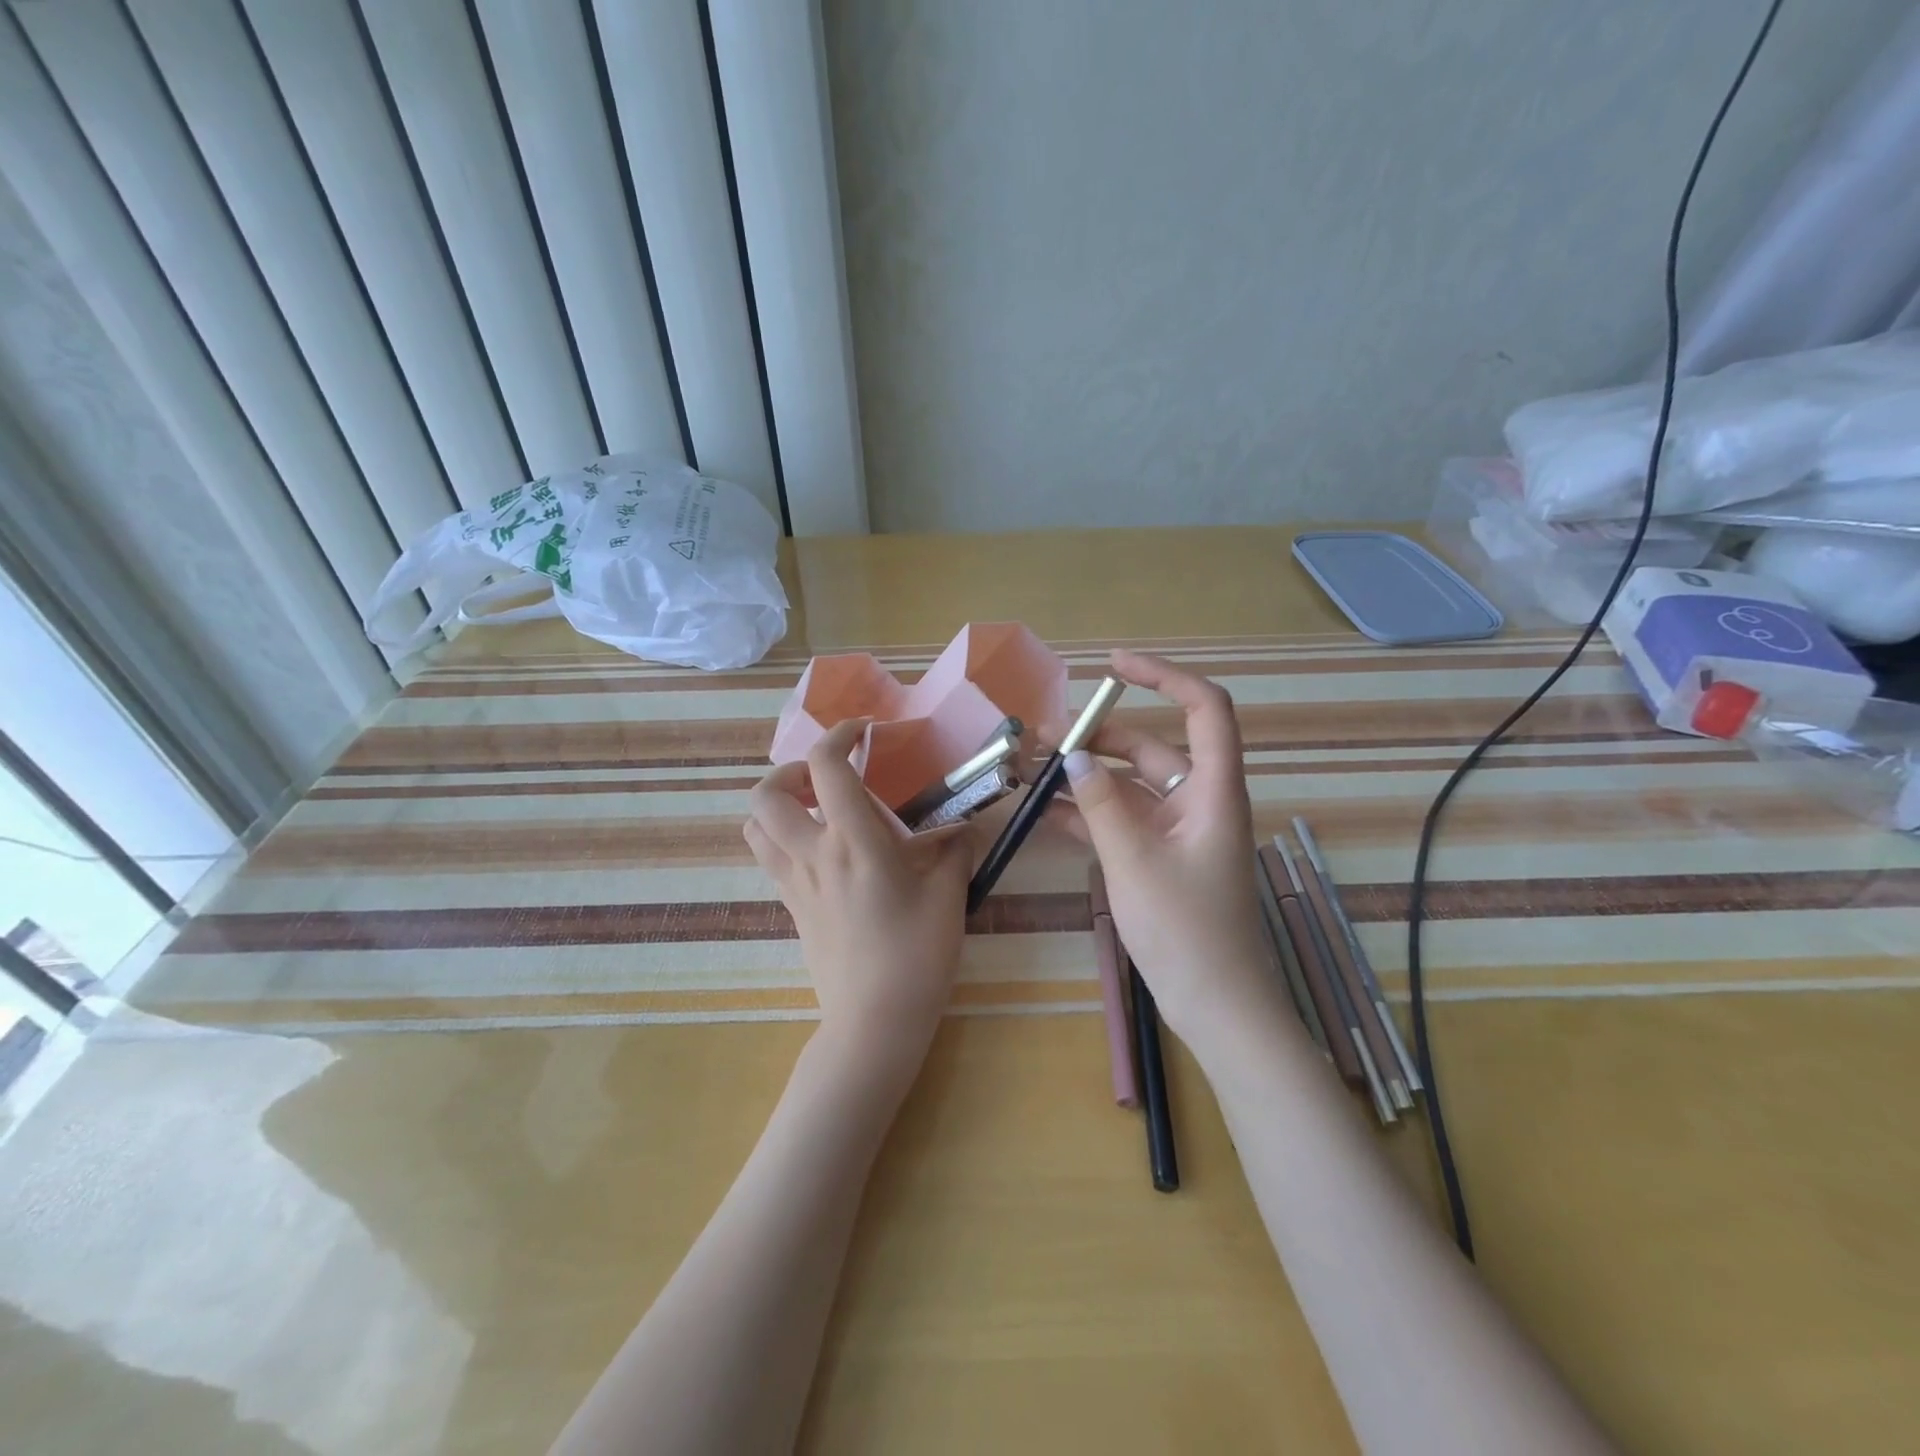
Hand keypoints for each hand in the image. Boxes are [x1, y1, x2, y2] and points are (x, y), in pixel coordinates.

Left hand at [745, 719, 975, 1070]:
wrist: (875, 1020)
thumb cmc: (917, 955)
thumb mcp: (948, 896)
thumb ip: (954, 850)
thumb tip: (961, 829)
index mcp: (853, 842)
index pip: (826, 767)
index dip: (839, 736)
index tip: (862, 733)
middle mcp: (813, 853)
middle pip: (767, 793)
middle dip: (791, 770)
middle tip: (827, 777)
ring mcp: (794, 882)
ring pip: (756, 826)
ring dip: (777, 804)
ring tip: (814, 808)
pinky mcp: (791, 906)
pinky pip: (768, 857)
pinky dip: (781, 836)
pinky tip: (820, 850)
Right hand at [1047, 650, 1276, 1042]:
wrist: (1216, 1006)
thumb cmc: (1187, 932)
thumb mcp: (1135, 863)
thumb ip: (1101, 805)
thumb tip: (1072, 758)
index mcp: (1214, 791)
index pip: (1205, 708)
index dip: (1164, 676)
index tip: (1112, 666)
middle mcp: (1199, 801)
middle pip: (1151, 747)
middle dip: (1099, 737)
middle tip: (1042, 739)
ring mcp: (1179, 830)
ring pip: (1130, 785)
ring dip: (1086, 777)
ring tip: (1031, 772)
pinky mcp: (1160, 857)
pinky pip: (1122, 820)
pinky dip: (1088, 813)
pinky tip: (1045, 813)